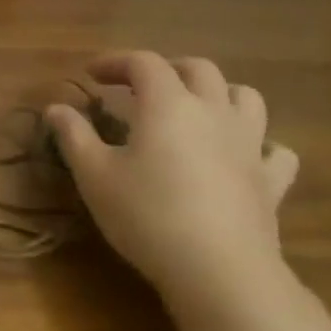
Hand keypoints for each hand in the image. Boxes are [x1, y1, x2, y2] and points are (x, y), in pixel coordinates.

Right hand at [46, 52, 299, 298]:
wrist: (218, 269)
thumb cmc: (146, 215)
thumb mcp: (94, 175)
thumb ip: (74, 135)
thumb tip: (56, 107)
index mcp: (168, 104)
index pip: (143, 62)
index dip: (115, 61)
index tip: (91, 74)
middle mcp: (214, 111)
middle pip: (198, 69)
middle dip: (166, 69)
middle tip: (139, 87)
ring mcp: (250, 144)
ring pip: (245, 97)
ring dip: (218, 93)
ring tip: (194, 109)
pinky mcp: (270, 180)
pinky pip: (274, 149)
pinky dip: (258, 144)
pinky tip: (241, 156)